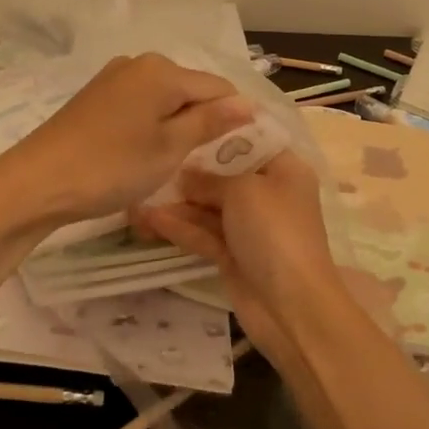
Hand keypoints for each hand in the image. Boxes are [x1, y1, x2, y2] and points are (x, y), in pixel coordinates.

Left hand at [0, 53, 252, 229]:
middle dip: (205, 120)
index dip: (236, 117)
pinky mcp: (95, 96)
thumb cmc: (111, 167)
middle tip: (209, 162)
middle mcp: (139, 63)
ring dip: (177, 124)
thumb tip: (248, 103)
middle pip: (191, 89)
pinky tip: (146, 151)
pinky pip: (141, 104)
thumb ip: (210, 122)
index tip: (243, 151)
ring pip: (165, 98)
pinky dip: (152, 124)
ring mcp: (113, 77)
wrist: (36, 182)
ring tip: (178, 160)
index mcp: (162, 70)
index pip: (219, 87)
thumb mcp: (169, 148)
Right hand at [132, 150, 344, 354]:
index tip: (181, 123)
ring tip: (137, 194)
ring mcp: (249, 226)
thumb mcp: (243, 190)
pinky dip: (178, 227)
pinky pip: (202, 233)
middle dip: (188, 171)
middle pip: (224, 174)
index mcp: (284, 170)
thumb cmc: (275, 232)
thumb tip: (185, 176)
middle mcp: (268, 194)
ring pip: (208, 207)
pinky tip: (146, 219)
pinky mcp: (232, 254)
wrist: (291, 306)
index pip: (250, 140)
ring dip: (176, 203)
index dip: (217, 131)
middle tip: (150, 160)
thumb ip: (209, 178)